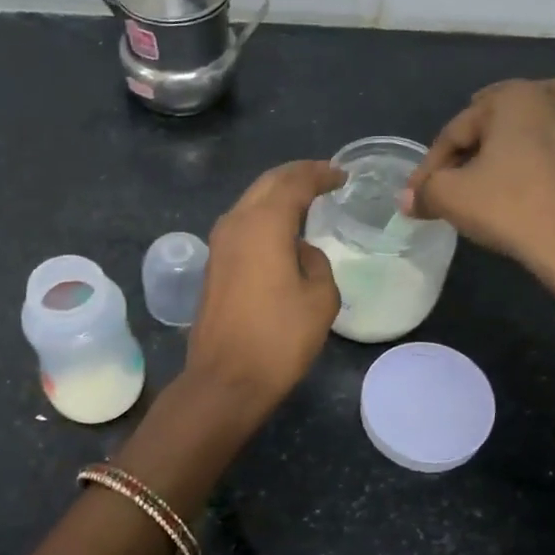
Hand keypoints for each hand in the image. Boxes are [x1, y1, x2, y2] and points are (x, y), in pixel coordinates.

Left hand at [184, 160, 344, 418]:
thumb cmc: (279, 338)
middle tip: (324, 178)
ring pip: (251, 203)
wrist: (226, 380)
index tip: (341, 175)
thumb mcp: (320, 299)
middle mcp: (235, 223)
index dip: (320, 174)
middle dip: (296, 176)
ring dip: (277, 196)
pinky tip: (282, 231)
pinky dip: (264, 217)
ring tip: (306, 201)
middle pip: (267, 184)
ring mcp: (219, 244)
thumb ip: (316, 263)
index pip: (294, 182)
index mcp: (263, 223)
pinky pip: (242, 225)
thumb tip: (300, 252)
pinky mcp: (213, 265)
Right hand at [403, 78, 554, 301]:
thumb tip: (407, 201)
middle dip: (481, 128)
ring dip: (548, 110)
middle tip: (460, 157)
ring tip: (526, 129)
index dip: (431, 164)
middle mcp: (550, 104)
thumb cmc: (506, 206)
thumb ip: (424, 192)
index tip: (417, 194)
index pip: (456, 130)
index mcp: (512, 100)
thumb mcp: (449, 197)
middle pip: (506, 107)